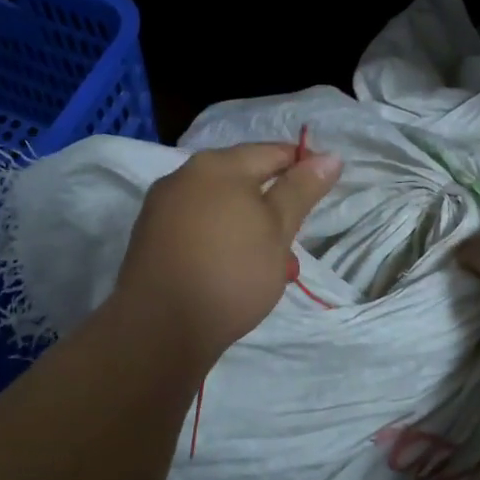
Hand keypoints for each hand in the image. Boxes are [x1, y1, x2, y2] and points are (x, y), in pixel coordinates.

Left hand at [111, 142, 341, 363]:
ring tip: (269, 266)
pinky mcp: (150, 238)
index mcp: (218, 165)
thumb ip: (301, 189)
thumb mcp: (278, 229)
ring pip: (221, 207)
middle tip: (294, 241)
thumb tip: (329, 157)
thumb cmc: (231, 271)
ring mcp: (162, 207)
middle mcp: (184, 176)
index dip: (303, 167)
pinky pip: (198, 227)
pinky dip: (222, 240)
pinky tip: (233, 272)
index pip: (272, 152)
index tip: (324, 193)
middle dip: (274, 206)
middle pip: (243, 179)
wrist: (159, 327)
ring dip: (249, 227)